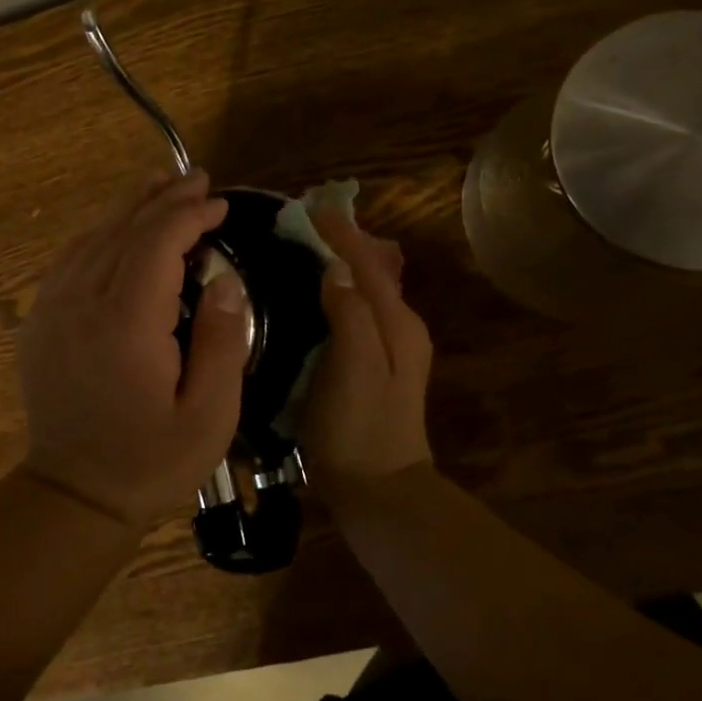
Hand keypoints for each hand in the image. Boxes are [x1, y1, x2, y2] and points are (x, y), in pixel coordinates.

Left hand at [16, 172, 250, 528]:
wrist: (72, 495)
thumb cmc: (151, 460)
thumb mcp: (210, 415)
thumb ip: (222, 340)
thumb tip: (223, 279)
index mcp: (125, 323)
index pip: (158, 242)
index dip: (190, 215)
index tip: (220, 205)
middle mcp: (82, 302)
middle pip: (125, 230)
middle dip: (164, 199)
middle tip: (197, 179)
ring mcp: (52, 308)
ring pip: (94, 237)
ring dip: (131, 207)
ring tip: (161, 183)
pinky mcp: (39, 319)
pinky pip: (71, 258)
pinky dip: (100, 232)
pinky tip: (118, 226)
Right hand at [303, 208, 433, 505]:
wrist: (379, 493)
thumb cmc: (360, 428)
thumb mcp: (353, 366)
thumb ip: (349, 312)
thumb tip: (335, 267)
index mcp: (397, 322)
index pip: (366, 262)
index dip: (339, 232)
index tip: (308, 207)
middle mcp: (400, 327)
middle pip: (370, 270)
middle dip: (340, 242)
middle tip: (301, 224)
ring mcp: (391, 347)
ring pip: (364, 289)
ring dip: (338, 264)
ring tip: (303, 247)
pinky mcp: (374, 365)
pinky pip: (355, 311)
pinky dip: (336, 291)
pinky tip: (313, 294)